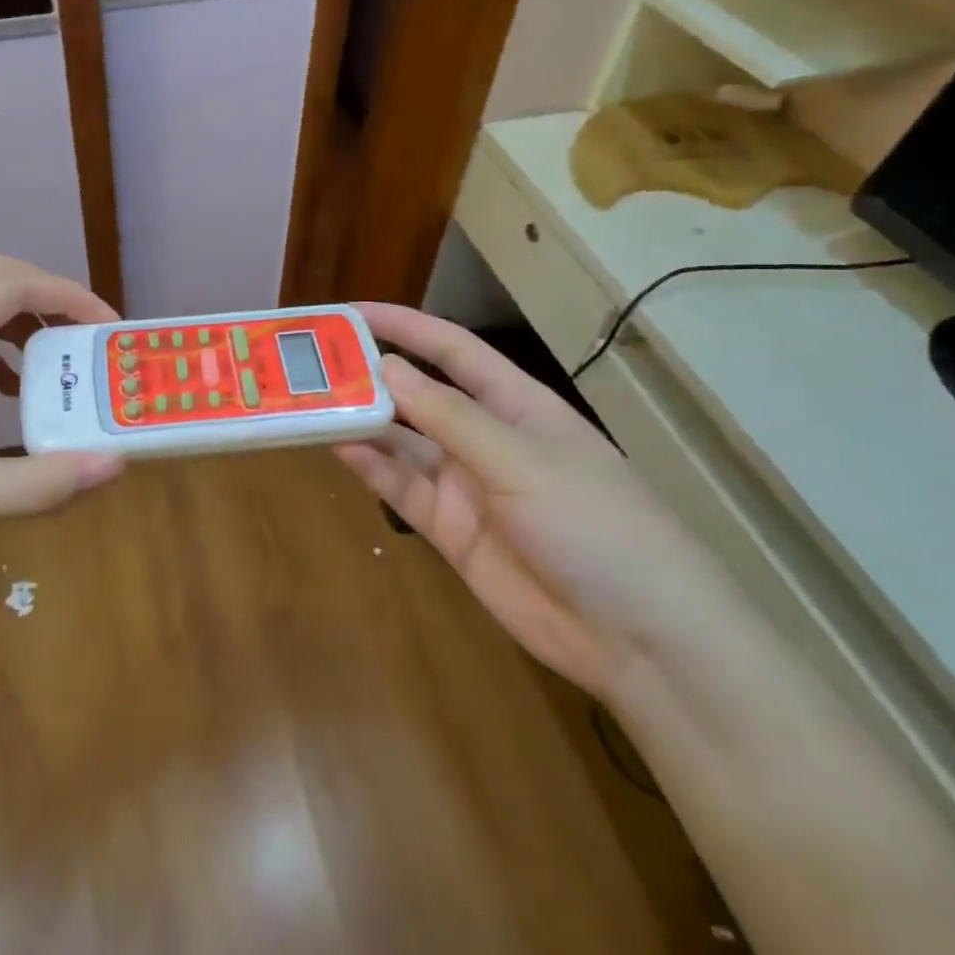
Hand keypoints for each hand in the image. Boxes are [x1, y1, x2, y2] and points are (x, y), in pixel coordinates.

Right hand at [335, 304, 727, 699]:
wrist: (641, 641)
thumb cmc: (594, 526)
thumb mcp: (521, 460)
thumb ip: (449, 416)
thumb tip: (386, 367)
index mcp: (517, 405)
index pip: (452, 350)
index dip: (404, 326)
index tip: (351, 314)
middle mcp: (486, 438)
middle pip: (420, 395)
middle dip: (373, 377)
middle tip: (314, 363)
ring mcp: (467, 486)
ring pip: (403, 442)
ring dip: (364, 422)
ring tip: (313, 403)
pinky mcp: (452, 531)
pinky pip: (403, 489)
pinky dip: (372, 468)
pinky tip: (340, 449)